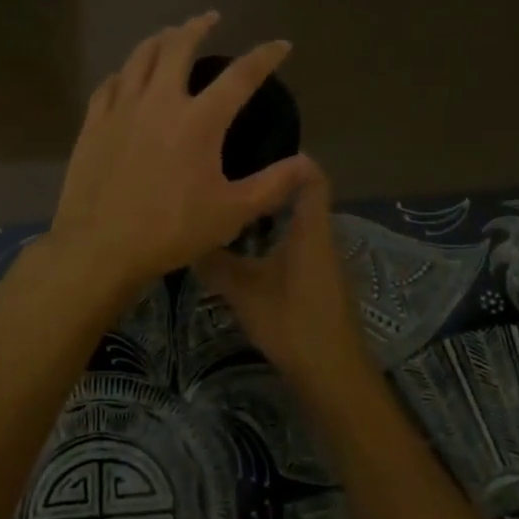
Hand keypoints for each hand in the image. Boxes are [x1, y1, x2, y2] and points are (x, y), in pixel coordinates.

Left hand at [49, 13, 314, 297]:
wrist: (100, 246)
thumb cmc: (170, 231)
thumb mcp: (231, 213)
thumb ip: (272, 185)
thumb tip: (308, 163)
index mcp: (199, 120)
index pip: (240, 75)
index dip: (264, 56)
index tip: (280, 45)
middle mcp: (160, 101)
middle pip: (178, 47)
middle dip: (197, 27)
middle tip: (210, 18)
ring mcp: (122, 109)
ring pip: (140, 57)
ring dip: (159, 40)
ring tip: (169, 35)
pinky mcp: (94, 123)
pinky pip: (109, 84)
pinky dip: (124, 72)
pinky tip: (125, 75)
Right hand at [194, 162, 368, 385]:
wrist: (333, 375)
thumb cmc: (292, 322)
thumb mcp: (243, 291)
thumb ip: (215, 262)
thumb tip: (184, 237)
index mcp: (310, 228)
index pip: (311, 176)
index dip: (290, 157)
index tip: (254, 143)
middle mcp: (321, 235)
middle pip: (301, 195)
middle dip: (268, 181)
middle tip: (229, 172)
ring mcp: (321, 259)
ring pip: (296, 221)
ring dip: (268, 210)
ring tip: (230, 201)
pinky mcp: (317, 280)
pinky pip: (295, 242)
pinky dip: (272, 234)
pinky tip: (244, 244)